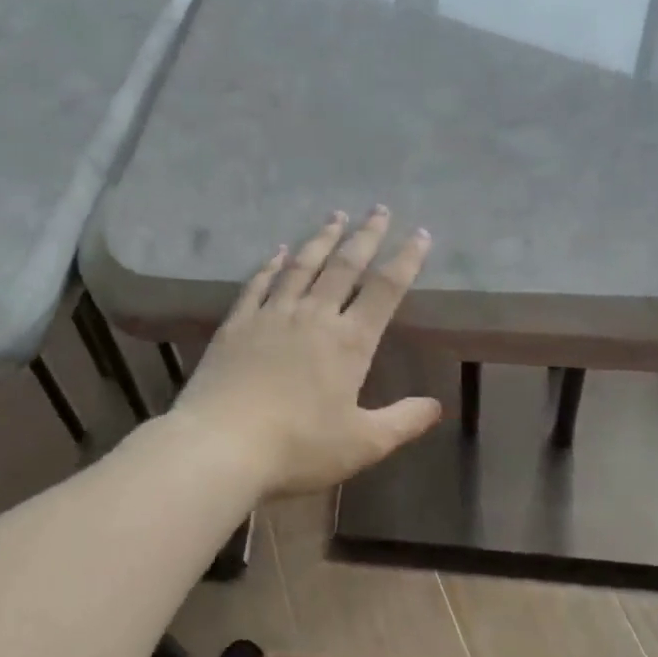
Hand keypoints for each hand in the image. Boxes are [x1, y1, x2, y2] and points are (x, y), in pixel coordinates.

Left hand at [170, 207, 441, 497]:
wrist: (221, 445)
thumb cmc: (297, 448)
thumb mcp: (362, 444)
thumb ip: (402, 422)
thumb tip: (436, 406)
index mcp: (349, 342)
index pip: (385, 289)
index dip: (406, 259)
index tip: (419, 233)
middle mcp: (313, 316)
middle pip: (344, 266)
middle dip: (365, 236)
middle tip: (378, 209)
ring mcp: (271, 315)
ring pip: (302, 266)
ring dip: (321, 239)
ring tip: (335, 216)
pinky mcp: (237, 323)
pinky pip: (258, 283)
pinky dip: (272, 264)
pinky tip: (279, 251)